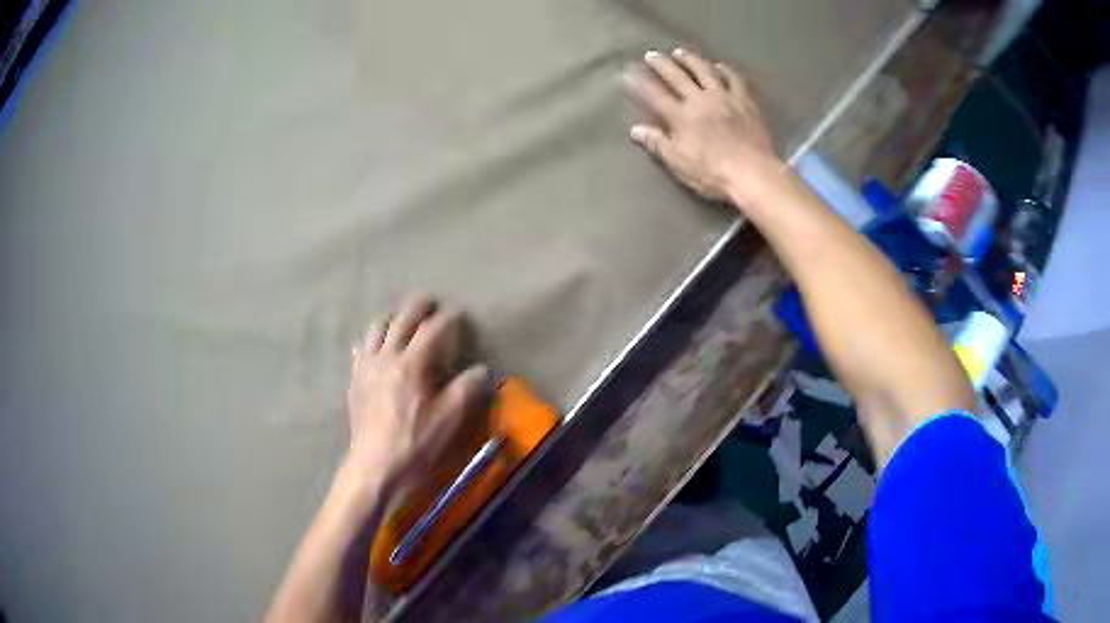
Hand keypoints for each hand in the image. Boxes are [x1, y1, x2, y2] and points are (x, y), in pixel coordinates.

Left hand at [346, 296, 490, 488]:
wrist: (375, 466)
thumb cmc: (415, 444)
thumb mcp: (449, 420)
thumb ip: (467, 389)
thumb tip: (481, 369)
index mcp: (411, 364)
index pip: (433, 330)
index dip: (449, 318)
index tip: (460, 314)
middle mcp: (386, 357)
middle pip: (402, 319)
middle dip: (418, 307)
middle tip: (431, 303)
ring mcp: (366, 367)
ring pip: (376, 327)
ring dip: (392, 318)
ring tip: (402, 321)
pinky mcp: (355, 380)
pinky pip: (360, 348)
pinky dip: (371, 340)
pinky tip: (376, 348)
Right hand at [624, 48, 776, 200]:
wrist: (752, 172)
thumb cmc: (712, 173)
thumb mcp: (678, 163)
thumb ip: (657, 143)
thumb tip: (636, 130)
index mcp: (681, 116)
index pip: (655, 95)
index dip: (640, 83)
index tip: (629, 72)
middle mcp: (700, 100)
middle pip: (677, 76)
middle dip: (662, 64)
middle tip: (652, 54)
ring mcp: (724, 97)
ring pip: (705, 71)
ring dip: (691, 60)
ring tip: (681, 52)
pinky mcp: (746, 101)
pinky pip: (735, 79)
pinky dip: (726, 70)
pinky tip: (720, 66)